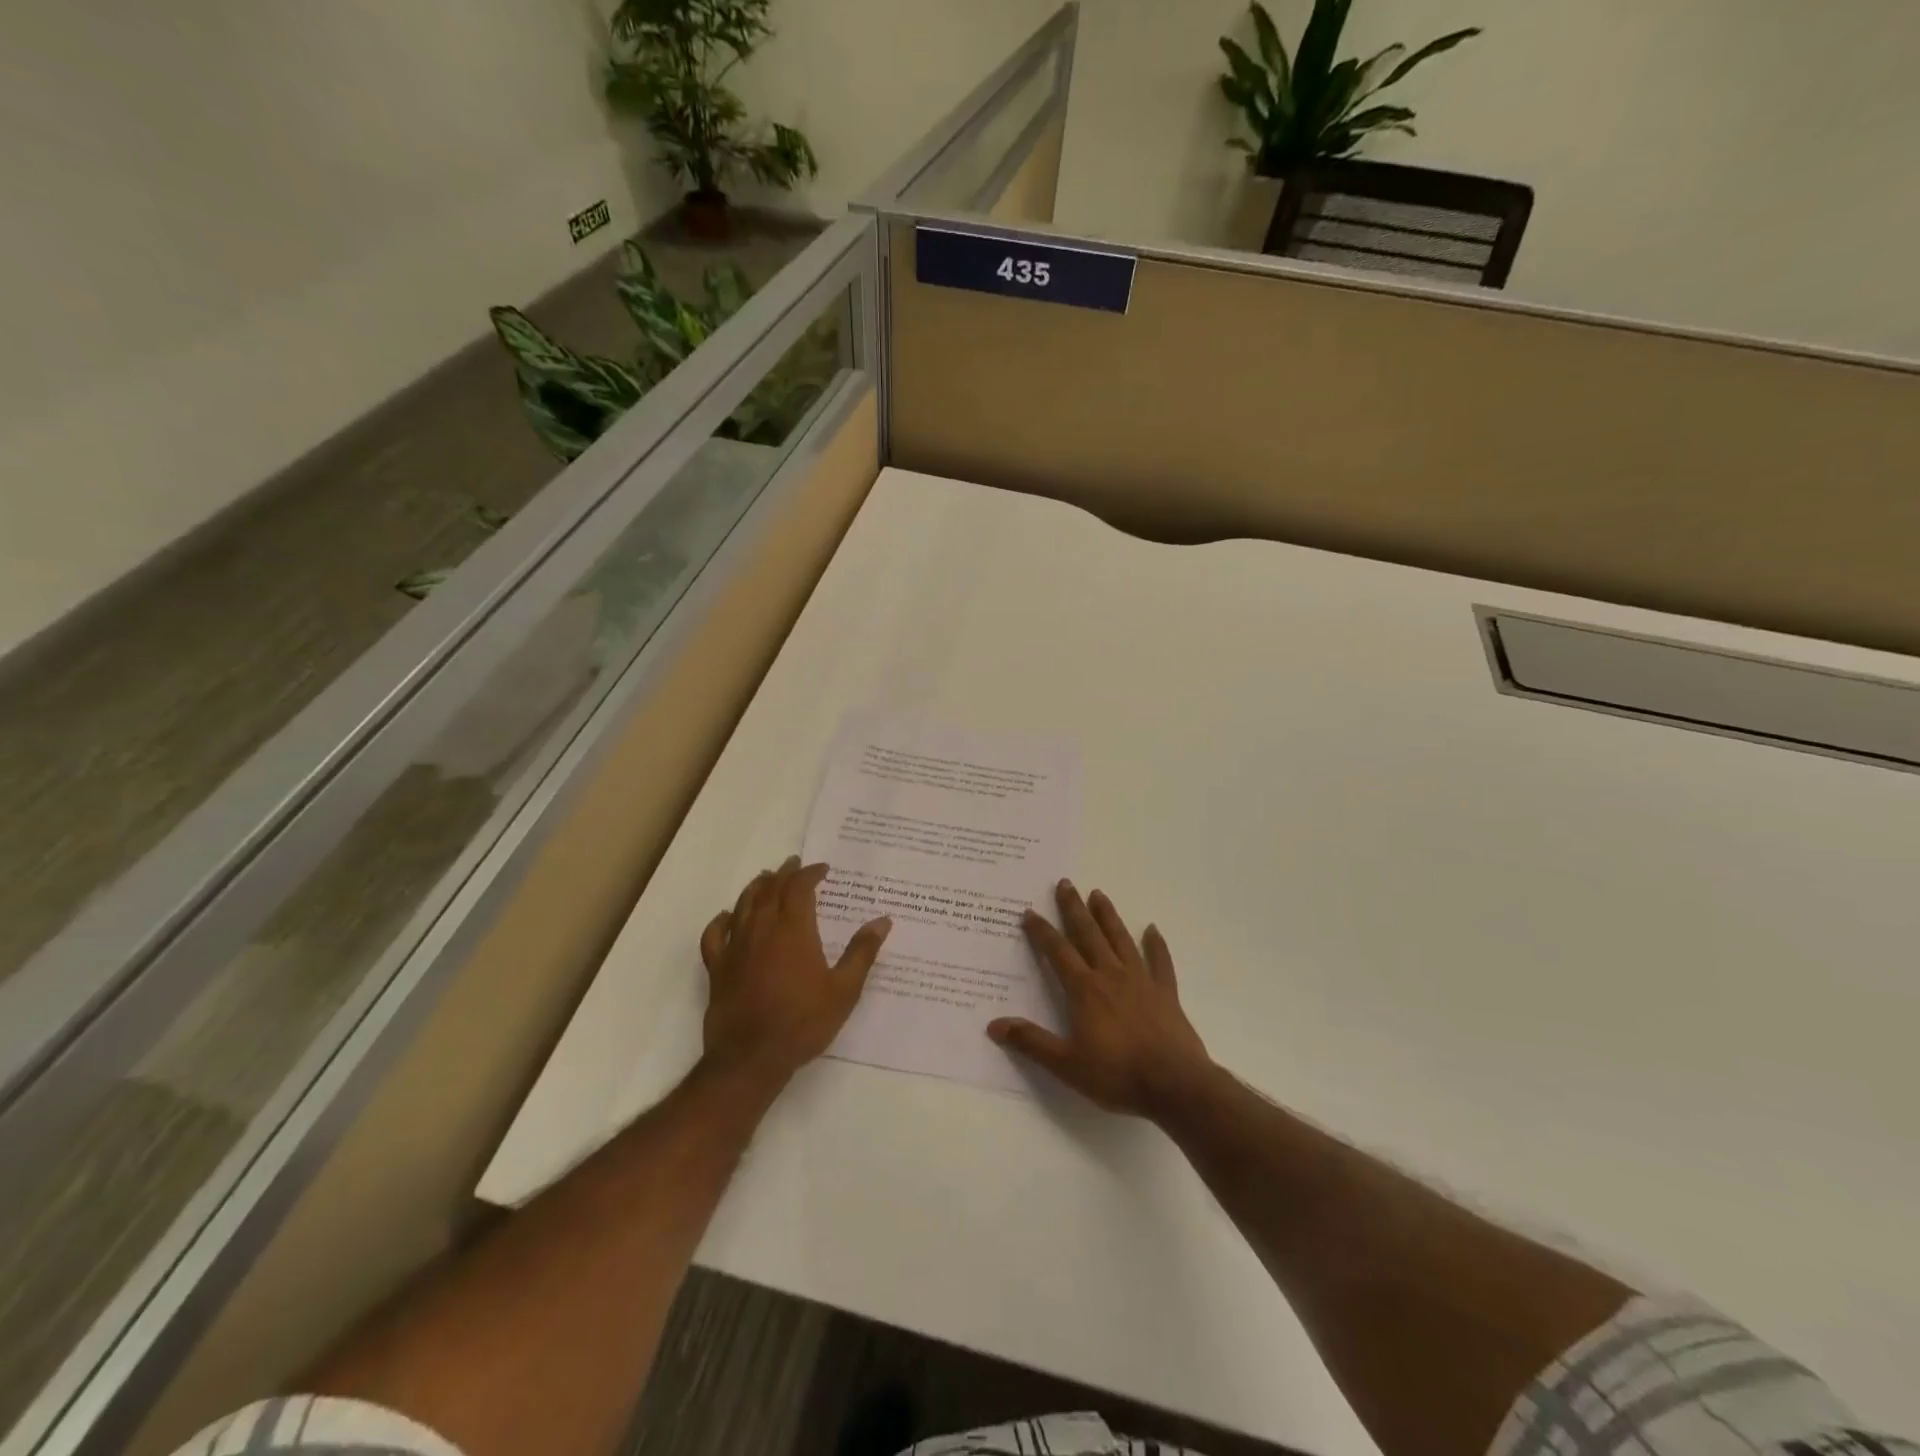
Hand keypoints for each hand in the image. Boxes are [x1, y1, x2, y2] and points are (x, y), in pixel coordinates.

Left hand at [700, 856, 891, 1087]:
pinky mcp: (718, 968)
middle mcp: (762, 930)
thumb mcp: (843, 990)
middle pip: (770, 890)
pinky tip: (727, 917)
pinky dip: (722, 920)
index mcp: (794, 930)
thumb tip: (882, 921)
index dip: (810, 873)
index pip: (799, 888)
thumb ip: (862, 952)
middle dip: (784, 873)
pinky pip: (715, 935)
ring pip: (743, 905)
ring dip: (757, 887)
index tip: (822, 869)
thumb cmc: (803, 1022)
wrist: (751, 1058)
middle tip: (794, 864)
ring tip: (766, 879)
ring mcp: (736, 947)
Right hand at [989, 880, 1215, 1121]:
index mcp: (1084, 990)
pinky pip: (1160, 962)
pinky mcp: (1165, 993)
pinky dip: (1156, 945)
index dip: (1042, 931)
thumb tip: (994, 1025)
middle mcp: (1110, 975)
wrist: (1175, 1085)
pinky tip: (1152, 930)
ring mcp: (1141, 981)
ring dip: (1108, 916)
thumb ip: (1031, 1042)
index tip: (1030, 912)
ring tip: (1098, 894)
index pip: (1057, 952)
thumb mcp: (1066, 1065)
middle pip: (1088, 935)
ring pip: (1121, 939)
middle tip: (1065, 883)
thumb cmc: (1117, 1074)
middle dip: (1074, 909)